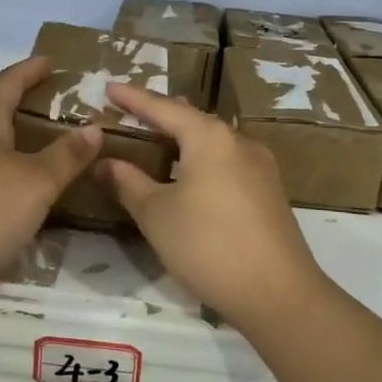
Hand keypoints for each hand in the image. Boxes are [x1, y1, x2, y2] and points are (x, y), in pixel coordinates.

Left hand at [0, 57, 101, 304]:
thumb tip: (93, 128)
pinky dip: (6, 166)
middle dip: (23, 102)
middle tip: (57, 104)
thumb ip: (66, 155)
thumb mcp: (36, 183)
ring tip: (46, 144)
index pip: (6, 83)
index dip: (29, 69)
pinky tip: (21, 187)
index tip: (51, 61)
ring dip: (15, 137)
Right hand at [98, 83, 330, 328]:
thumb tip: (103, 163)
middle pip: (192, 119)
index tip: (109, 86)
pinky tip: (192, 174)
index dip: (133, 98)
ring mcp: (260, 167)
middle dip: (160, 114)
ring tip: (158, 138)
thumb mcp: (157, 215)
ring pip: (213, 141)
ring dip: (184, 138)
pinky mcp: (270, 192)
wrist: (278, 294)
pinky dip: (202, 159)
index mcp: (210, 137)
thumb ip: (127, 183)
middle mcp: (239, 142)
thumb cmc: (208, 245)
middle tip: (130, 111)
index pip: (163, 108)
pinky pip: (228, 161)